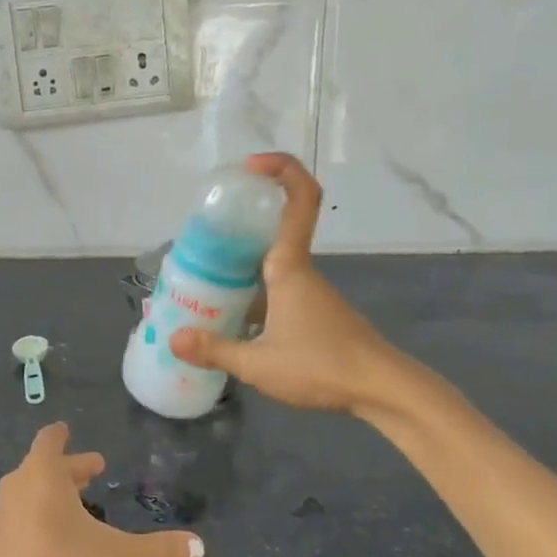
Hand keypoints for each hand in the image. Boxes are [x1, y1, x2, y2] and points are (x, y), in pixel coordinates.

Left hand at [0, 423, 202, 556]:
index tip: (67, 430)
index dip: (60, 435)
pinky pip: (20, 516)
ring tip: (77, 503)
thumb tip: (199, 547)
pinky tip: (56, 535)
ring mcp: (4, 517)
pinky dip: (38, 514)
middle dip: (69, 469)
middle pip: (42, 467)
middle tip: (94, 471)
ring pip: (29, 491)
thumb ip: (158, 548)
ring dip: (52, 491)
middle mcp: (18, 488)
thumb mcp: (119, 555)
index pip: (49, 441)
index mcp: (42, 475)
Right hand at [170, 154, 421, 415]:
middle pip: (275, 228)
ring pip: (272, 263)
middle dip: (241, 221)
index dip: (281, 170)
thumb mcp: (259, 364)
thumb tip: (173, 339)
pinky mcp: (315, 313)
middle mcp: (300, 271)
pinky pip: (277, 288)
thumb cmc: (322, 366)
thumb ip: (215, 350)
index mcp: (289, 267)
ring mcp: (310, 292)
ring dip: (242, 263)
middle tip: (202, 233)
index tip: (250, 166)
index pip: (299, 200)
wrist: (382, 390)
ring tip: (202, 280)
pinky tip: (230, 320)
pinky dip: (252, 291)